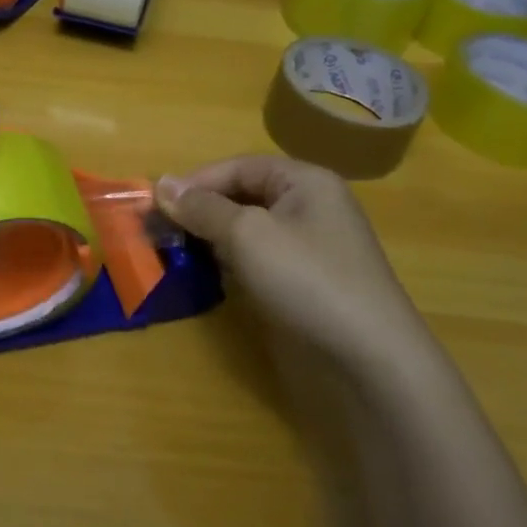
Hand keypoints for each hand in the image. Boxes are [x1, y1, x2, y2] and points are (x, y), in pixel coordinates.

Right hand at [156, 155, 426, 365]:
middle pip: (243, 196)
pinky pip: (260, 260)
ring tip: (177, 254)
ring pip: (249, 231)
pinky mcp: (306, 283)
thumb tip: (162, 183)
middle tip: (161, 231)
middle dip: (202, 211)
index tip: (156, 205)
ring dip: (213, 240)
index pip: (239, 167)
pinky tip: (210, 278)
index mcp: (305, 181)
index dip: (196, 182)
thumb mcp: (247, 234)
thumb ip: (203, 207)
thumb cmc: (306, 279)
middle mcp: (310, 207)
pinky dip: (232, 264)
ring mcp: (310, 248)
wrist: (370, 359)